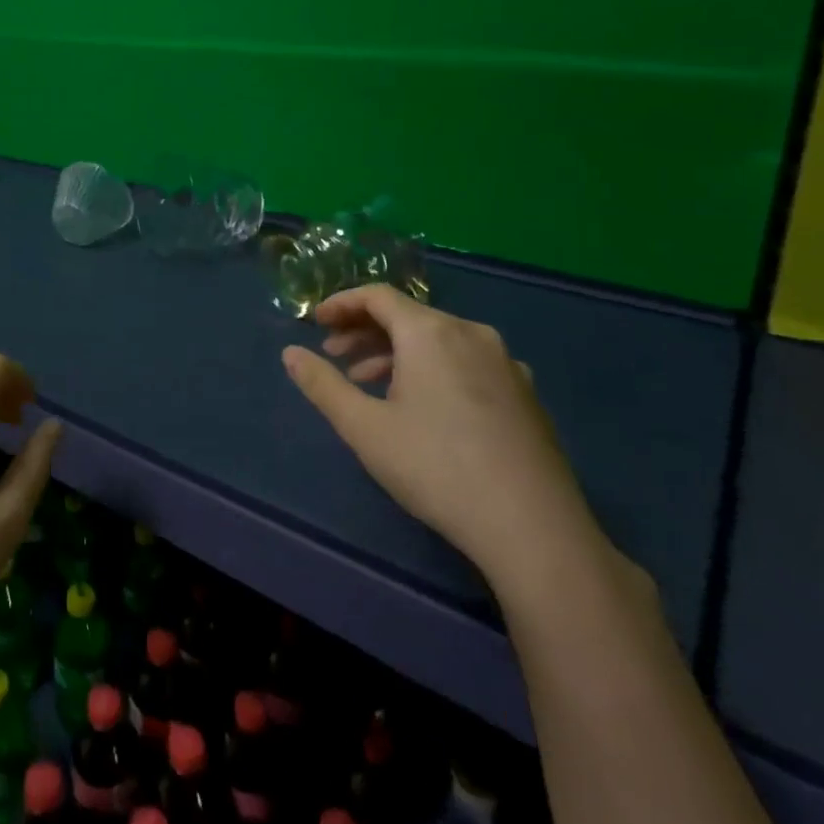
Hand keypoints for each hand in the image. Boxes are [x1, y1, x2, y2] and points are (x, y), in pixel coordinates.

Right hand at [281, 284, 604, 598]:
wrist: (533, 527)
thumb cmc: (436, 467)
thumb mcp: (364, 427)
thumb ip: (322, 384)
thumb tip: (290, 353)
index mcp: (431, 332)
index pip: (378, 296)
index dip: (341, 303)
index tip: (315, 322)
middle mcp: (471, 334)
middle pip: (408, 316)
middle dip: (364, 331)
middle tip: (334, 356)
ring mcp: (505, 363)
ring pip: (438, 341)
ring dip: (396, 353)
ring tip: (368, 384)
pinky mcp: (524, 394)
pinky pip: (466, 362)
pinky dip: (431, 369)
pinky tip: (421, 406)